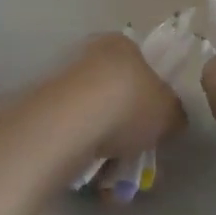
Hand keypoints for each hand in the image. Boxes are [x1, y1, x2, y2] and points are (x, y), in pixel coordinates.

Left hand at [67, 33, 185, 161]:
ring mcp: (60, 77)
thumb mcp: (170, 111)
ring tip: (111, 169)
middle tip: (133, 150)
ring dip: (102, 141)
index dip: (150, 96)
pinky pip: (69, 131)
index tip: (152, 124)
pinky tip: (90, 171)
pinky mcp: (40, 105)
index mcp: (121, 43)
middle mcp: (88, 52)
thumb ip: (174, 113)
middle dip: (123, 123)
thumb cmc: (128, 104)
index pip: (141, 65)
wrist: (70, 121)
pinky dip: (80, 150)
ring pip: (90, 115)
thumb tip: (171, 118)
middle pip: (114, 92)